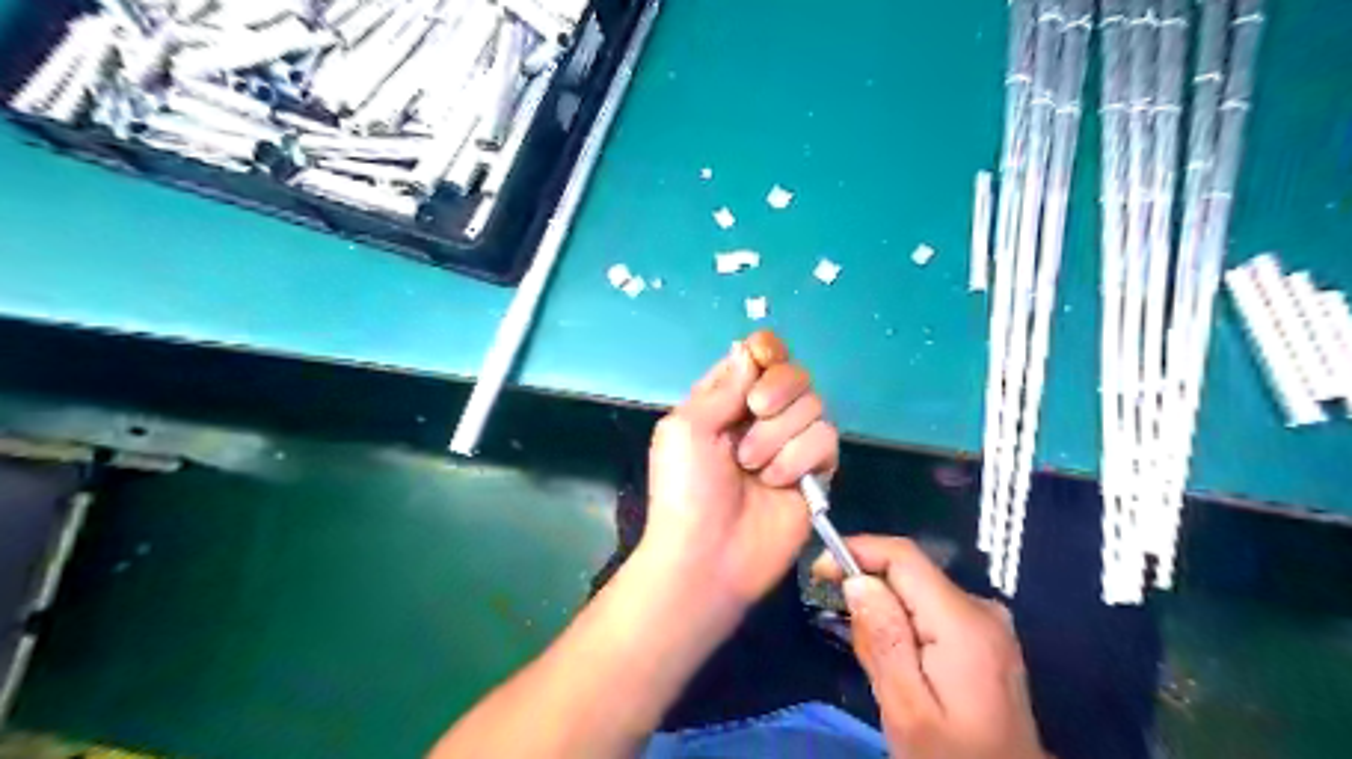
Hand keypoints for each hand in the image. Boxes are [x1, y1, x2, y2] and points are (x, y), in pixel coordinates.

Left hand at [640, 332, 836, 616]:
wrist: (708, 555)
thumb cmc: (686, 489)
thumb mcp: (687, 427)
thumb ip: (724, 386)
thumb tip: (750, 349)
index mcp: (726, 399)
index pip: (759, 354)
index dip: (766, 351)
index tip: (763, 359)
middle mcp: (761, 416)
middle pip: (794, 374)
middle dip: (776, 391)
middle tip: (753, 414)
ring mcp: (791, 443)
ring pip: (814, 405)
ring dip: (779, 435)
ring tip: (752, 467)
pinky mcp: (816, 471)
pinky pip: (826, 439)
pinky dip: (800, 458)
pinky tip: (778, 483)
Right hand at [811, 533, 1043, 758]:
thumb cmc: (952, 758)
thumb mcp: (907, 710)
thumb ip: (883, 641)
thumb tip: (857, 580)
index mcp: (964, 623)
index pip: (904, 557)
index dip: (858, 550)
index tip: (819, 570)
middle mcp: (981, 609)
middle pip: (910, 573)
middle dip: (870, 591)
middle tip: (849, 637)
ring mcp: (987, 621)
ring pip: (917, 591)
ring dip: (885, 612)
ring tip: (877, 664)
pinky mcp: (984, 635)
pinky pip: (930, 608)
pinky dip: (903, 623)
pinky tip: (900, 664)